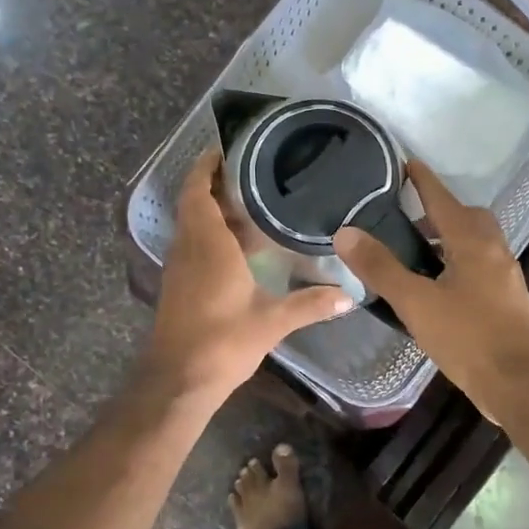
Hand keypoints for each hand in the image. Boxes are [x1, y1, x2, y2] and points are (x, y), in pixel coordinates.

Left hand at [145, 149, 351, 402]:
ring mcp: (180, 267)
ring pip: (193, 225)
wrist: (178, 380)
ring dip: (214, 210)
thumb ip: (310, 304)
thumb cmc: (222, 342)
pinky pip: (193, 245)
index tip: (225, 148)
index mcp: (207, 244)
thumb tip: (350, 296)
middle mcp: (189, 248)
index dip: (206, 166)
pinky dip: (212, 234)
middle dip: (216, 184)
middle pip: (195, 203)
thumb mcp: (272, 322)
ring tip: (252, 201)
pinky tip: (241, 245)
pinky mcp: (179, 285)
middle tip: (251, 171)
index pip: (198, 191)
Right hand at [334, 161, 528, 423]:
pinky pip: (482, 266)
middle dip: (440, 211)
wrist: (521, 385)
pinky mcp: (509, 301)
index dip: (423, 180)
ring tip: (418, 254)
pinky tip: (440, 287)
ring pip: (477, 243)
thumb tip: (346, 232)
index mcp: (473, 243)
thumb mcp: (416, 303)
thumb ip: (381, 268)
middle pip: (468, 217)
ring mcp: (506, 277)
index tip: (406, 162)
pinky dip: (459, 263)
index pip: (444, 199)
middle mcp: (495, 252)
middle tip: (408, 218)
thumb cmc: (468, 338)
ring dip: (450, 238)